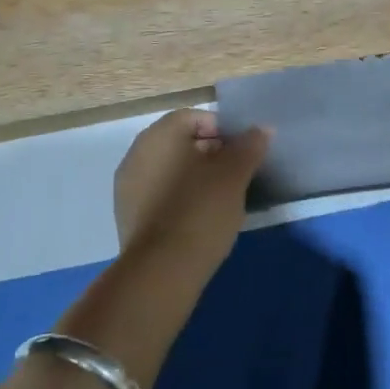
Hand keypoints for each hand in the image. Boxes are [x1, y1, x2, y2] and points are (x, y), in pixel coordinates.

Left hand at [113, 109, 270, 264]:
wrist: (161, 271)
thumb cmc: (201, 211)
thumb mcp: (234, 176)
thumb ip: (248, 147)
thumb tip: (261, 129)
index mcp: (160, 135)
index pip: (194, 117)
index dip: (223, 130)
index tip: (243, 153)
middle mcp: (137, 153)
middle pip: (180, 142)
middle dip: (210, 153)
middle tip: (237, 175)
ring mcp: (128, 186)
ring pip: (169, 169)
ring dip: (195, 177)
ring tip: (222, 199)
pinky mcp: (128, 216)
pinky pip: (159, 194)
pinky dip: (179, 198)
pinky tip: (199, 219)